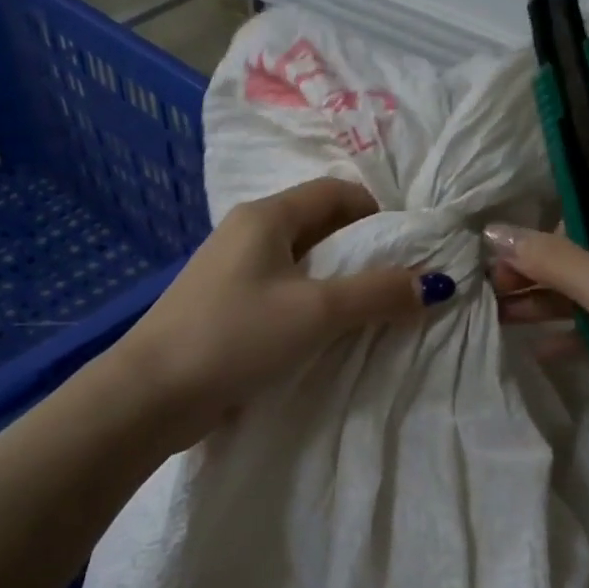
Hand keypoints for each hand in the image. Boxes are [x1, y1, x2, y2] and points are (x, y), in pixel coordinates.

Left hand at [116, 177, 441, 447]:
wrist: (152, 394)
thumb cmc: (236, 336)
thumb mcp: (317, 312)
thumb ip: (378, 293)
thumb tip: (436, 282)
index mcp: (266, 217)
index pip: (336, 192)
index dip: (378, 213)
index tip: (410, 249)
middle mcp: (247, 234)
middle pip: (320, 226)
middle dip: (363, 251)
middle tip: (398, 284)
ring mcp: (232, 272)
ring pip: (301, 264)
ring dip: (338, 283)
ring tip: (371, 313)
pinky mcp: (225, 308)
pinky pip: (282, 293)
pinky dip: (311, 306)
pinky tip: (327, 335)